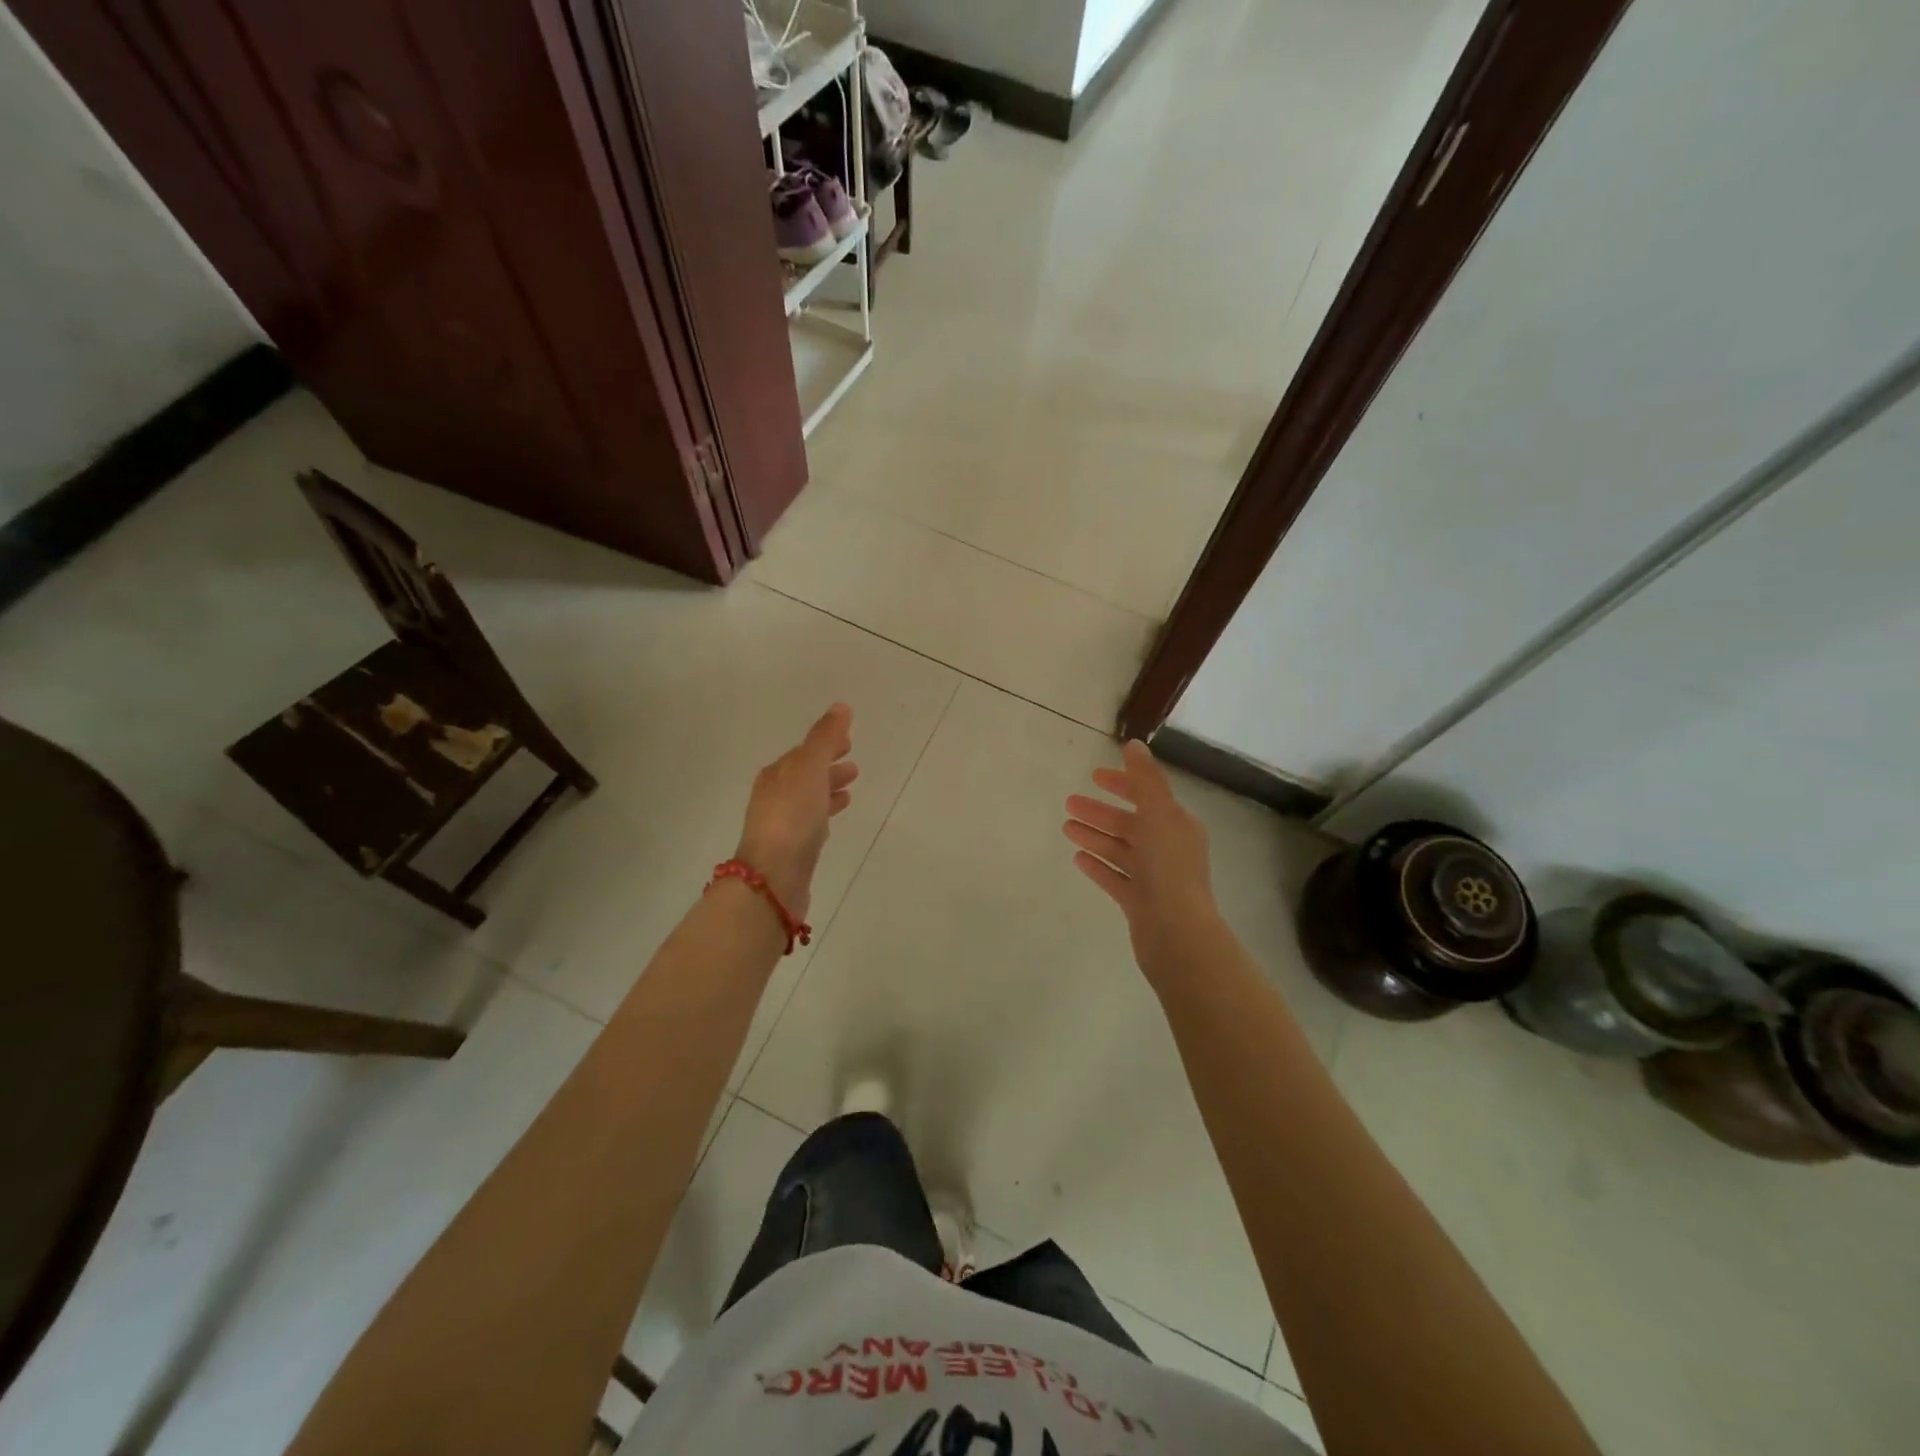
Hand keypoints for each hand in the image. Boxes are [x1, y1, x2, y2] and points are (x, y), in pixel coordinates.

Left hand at [735, 703, 857, 920]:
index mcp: (775, 775)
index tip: (849, 740)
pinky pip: (812, 822)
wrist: (773, 877)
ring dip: (829, 789)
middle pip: (805, 774)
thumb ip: (825, 738)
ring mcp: (781, 824)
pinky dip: (825, 812)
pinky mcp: (792, 849)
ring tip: (852, 787)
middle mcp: (774, 796)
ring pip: (809, 798)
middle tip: (854, 764)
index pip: (803, 752)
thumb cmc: (791, 817)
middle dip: (828, 766)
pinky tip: (835, 818)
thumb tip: (840, 707)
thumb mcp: (810, 769)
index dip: (825, 744)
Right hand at [1064, 740, 1221, 978]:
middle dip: (1100, 812)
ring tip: (1065, 828)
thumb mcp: (1159, 814)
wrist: (1177, 934)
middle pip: (1129, 823)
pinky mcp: (1139, 902)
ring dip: (1094, 836)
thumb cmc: (1169, 869)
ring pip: (1119, 850)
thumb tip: (1134, 745)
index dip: (1123, 783)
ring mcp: (1153, 878)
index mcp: (1177, 825)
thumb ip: (1145, 779)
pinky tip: (1077, 858)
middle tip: (1068, 803)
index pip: (1148, 796)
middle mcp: (1168, 849)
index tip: (1094, 776)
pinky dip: (1098, 865)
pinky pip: (1115, 878)